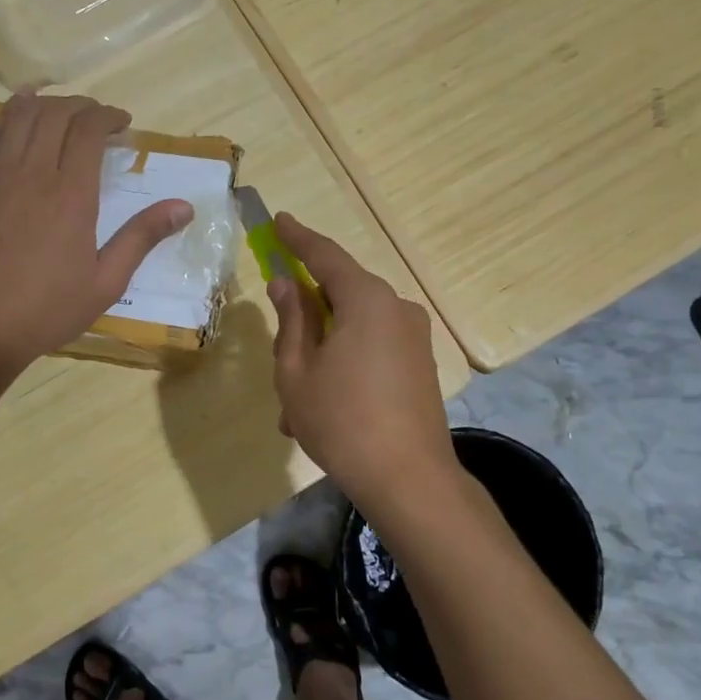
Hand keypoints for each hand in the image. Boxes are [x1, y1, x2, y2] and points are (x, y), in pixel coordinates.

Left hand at [0, 93, 191, 373]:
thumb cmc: (47, 309)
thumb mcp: (106, 282)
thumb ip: (142, 237)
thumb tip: (184, 207)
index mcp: (71, 195)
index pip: (88, 129)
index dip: (108, 116)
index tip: (122, 124)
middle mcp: (31, 172)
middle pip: (55, 113)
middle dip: (82, 106)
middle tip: (97, 118)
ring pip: (19, 115)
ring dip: (46, 104)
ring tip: (62, 112)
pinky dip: (12, 118)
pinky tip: (22, 124)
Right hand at [265, 213, 459, 512]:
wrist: (409, 479)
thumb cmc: (340, 421)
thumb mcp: (297, 370)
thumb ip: (291, 320)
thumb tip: (286, 284)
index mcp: (366, 300)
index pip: (325, 255)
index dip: (298, 238)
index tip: (279, 220)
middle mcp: (397, 308)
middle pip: (342, 294)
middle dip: (307, 315)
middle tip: (278, 343)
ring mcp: (414, 338)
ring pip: (354, 329)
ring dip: (322, 352)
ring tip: (294, 404)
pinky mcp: (421, 365)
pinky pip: (373, 349)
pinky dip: (345, 366)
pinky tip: (322, 409)